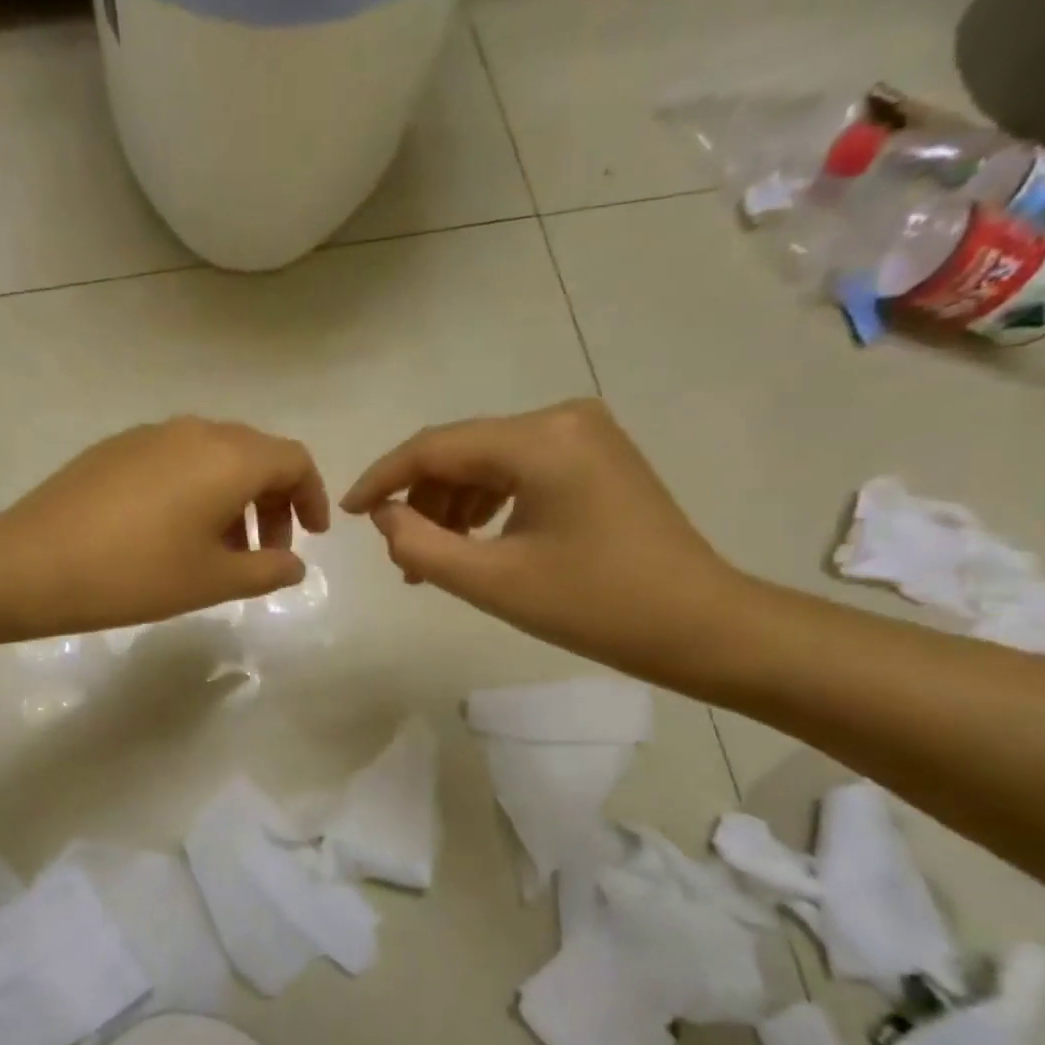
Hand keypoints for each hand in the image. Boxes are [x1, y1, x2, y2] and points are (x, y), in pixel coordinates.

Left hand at [2, 418, 330, 636]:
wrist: (35, 564)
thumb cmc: (138, 574)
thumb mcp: (213, 581)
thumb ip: (267, 570)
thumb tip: (295, 564)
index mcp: (228, 457)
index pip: (293, 460)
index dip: (312, 497)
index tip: (312, 536)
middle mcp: (195, 431)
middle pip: (255, 454)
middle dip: (272, 502)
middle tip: (265, 552)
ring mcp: (151, 435)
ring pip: (214, 457)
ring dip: (233, 498)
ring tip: (220, 550)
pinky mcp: (117, 448)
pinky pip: (176, 460)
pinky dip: (196, 490)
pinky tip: (174, 533)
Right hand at [341, 400, 748, 684]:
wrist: (700, 625)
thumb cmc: (594, 605)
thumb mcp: (491, 581)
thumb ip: (420, 544)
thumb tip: (383, 515)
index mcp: (539, 439)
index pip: (435, 447)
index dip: (382, 479)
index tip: (345, 514)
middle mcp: (561, 419)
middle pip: (461, 451)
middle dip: (420, 500)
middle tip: (400, 555)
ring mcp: (583, 435)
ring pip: (487, 461)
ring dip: (450, 506)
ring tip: (432, 559)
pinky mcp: (594, 457)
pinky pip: (518, 470)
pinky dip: (486, 504)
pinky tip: (473, 541)